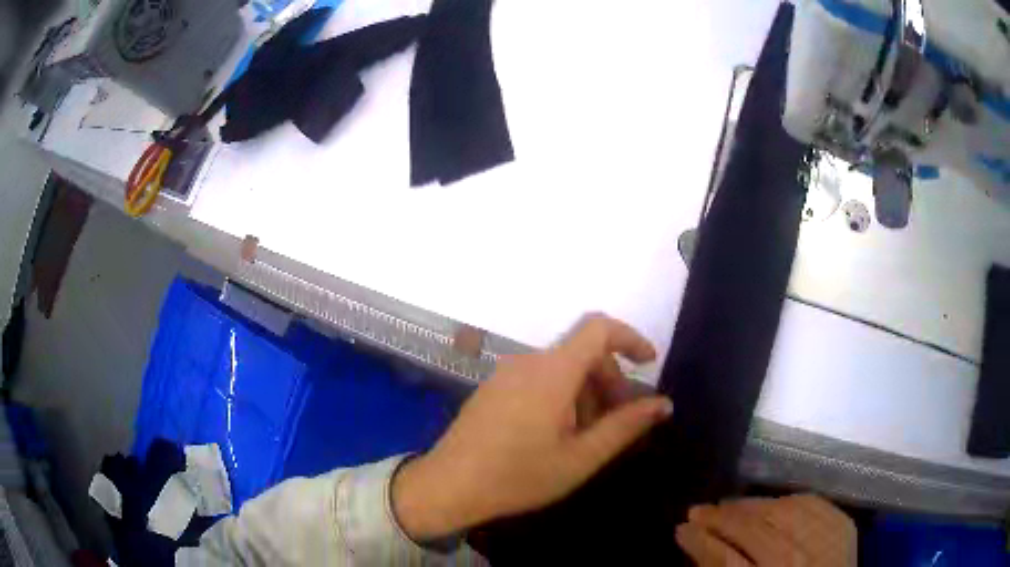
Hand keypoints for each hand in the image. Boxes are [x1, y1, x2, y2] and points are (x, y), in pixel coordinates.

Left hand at [392, 315, 673, 540]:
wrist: (449, 485)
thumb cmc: (518, 476)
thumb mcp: (580, 457)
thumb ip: (624, 427)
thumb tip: (663, 403)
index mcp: (552, 372)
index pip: (598, 328)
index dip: (630, 337)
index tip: (649, 363)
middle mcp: (528, 362)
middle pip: (582, 352)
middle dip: (609, 380)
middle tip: (617, 421)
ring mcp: (506, 373)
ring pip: (561, 368)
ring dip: (585, 392)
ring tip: (586, 436)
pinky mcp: (494, 387)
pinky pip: (539, 378)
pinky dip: (561, 395)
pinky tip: (556, 434)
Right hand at [676, 494, 856, 565]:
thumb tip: (697, 544)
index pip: (728, 563)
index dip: (702, 544)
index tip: (680, 529)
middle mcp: (800, 565)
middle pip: (757, 532)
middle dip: (723, 519)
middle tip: (698, 510)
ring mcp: (828, 544)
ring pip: (785, 512)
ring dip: (752, 505)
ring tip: (729, 504)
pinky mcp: (845, 529)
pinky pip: (814, 504)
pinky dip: (788, 500)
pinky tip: (771, 501)